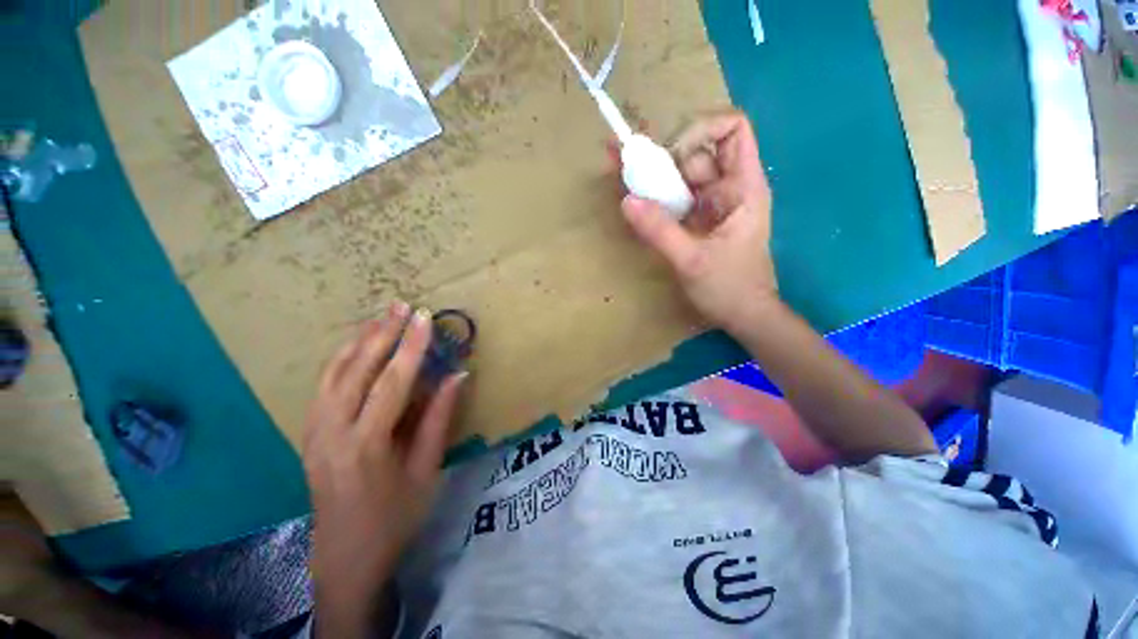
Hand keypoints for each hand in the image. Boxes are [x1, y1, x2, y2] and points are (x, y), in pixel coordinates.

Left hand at [303, 301, 465, 636]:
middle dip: (382, 333)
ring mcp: (314, 433)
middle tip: (402, 306)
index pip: (392, 382)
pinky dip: (341, 359)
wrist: (345, 559)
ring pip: (333, 373)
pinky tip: (356, 346)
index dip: (411, 347)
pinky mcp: (309, 434)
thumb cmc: (394, 518)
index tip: (424, 318)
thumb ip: (439, 419)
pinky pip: (323, 386)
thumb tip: (458, 377)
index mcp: (366, 445)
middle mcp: (332, 432)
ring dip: (359, 341)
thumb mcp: (426, 470)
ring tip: (381, 317)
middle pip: (356, 370)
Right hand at [618, 110, 779, 331]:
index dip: (700, 131)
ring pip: (682, 175)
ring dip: (655, 176)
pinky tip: (635, 198)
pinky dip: (655, 196)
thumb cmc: (729, 289)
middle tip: (633, 172)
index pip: (733, 129)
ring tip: (626, 179)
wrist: (743, 316)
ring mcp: (712, 204)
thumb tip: (626, 201)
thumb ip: (660, 231)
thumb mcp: (692, 261)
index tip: (670, 158)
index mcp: (743, 187)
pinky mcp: (698, 219)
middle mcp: (729, 187)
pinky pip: (675, 197)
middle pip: (698, 150)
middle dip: (666, 157)